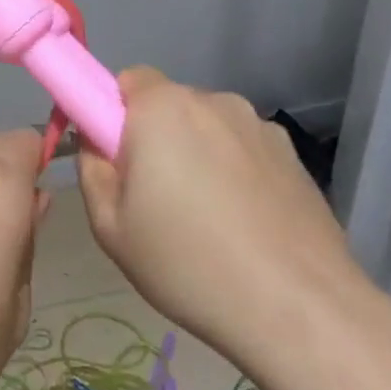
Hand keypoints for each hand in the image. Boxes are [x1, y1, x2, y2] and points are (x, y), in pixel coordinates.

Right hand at [76, 68, 360, 369]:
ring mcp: (259, 126)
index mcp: (161, 108)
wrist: (299, 308)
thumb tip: (96, 141)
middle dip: (155, 137)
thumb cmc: (188, 263)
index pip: (125, 81)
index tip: (117, 160)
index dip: (113, 115)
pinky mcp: (292, 155)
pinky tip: (244, 224)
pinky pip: (243, 150)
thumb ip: (92, 169)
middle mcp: (212, 101)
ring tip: (206, 219)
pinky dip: (235, 172)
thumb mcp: (110, 227)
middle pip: (168, 105)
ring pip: (208, 128)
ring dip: (197, 154)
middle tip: (154, 198)